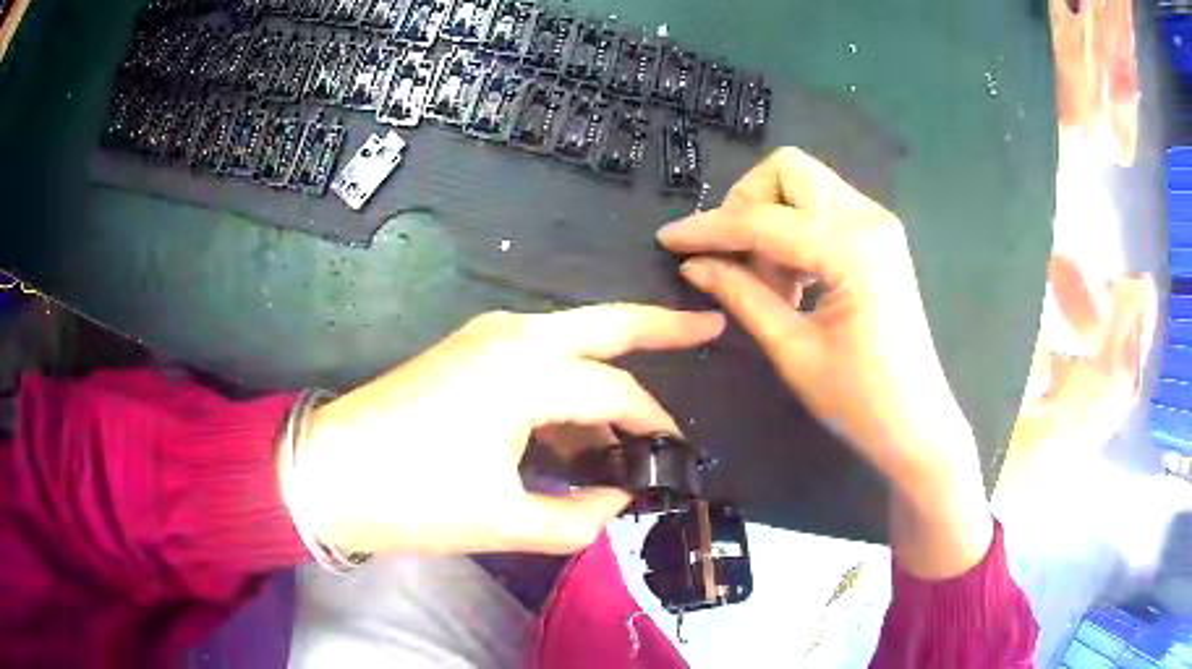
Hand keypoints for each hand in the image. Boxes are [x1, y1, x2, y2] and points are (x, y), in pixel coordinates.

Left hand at [289, 304, 724, 555]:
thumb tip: (618, 501)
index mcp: (524, 373)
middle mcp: (511, 338)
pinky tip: (576, 438)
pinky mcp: (468, 354)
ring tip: (629, 441)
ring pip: (571, 343)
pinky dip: (566, 393)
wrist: (330, 473)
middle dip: (661, 325)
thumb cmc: (413, 498)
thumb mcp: (505, 521)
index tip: (675, 458)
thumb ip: (578, 517)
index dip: (654, 428)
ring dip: (605, 382)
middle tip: (707, 325)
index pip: (616, 395)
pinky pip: (538, 362)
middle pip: (606, 322)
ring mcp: (486, 339)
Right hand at [657, 147, 990, 576]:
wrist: (917, 425)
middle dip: (747, 204)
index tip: (668, 239)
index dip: (709, 229)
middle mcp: (868, 218)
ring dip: (771, 220)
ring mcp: (877, 224)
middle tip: (731, 258)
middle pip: (788, 171)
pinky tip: (790, 280)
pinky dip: (794, 232)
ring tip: (766, 282)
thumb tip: (693, 265)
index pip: (762, 220)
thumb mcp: (792, 350)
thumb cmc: (859, 402)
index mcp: (851, 248)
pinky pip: (822, 210)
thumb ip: (740, 295)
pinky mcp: (878, 238)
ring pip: (804, 185)